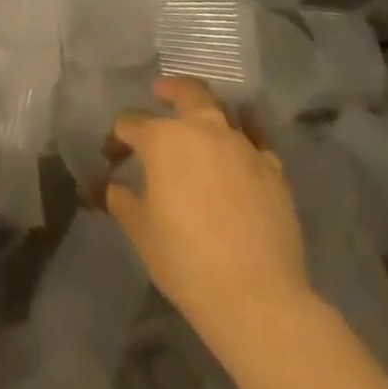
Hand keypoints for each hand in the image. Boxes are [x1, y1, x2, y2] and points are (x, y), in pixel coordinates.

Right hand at [104, 77, 309, 349]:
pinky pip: (257, 142)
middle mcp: (202, 131)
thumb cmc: (187, 262)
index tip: (113, 154)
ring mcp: (242, 147)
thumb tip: (113, 188)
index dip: (118, 137)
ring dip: (209, 113)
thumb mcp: (142, 233)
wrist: (258, 299)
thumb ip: (123, 203)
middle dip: (170, 89)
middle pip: (187, 92)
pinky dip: (246, 140)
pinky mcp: (274, 170)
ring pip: (224, 111)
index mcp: (163, 140)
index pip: (131, 124)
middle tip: (161, 93)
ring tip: (203, 123)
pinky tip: (242, 153)